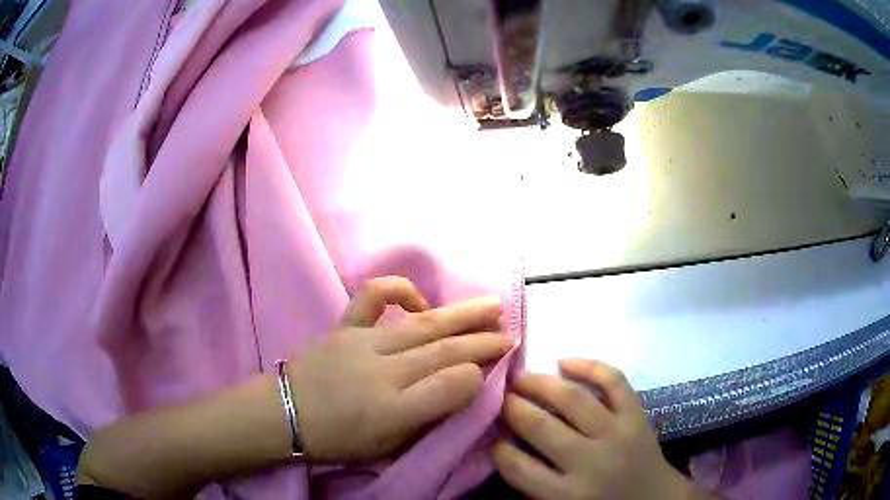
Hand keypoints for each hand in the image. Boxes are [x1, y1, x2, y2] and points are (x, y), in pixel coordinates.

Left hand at [289, 276, 514, 461]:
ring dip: (461, 314)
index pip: (452, 384)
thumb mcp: (387, 446)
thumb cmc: (338, 438)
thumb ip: (427, 418)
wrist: (284, 413)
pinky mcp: (345, 326)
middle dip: (483, 341)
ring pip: (423, 324)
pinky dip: (399, 290)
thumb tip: (461, 387)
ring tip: (491, 305)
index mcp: (395, 410)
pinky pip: (371, 297)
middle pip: (445, 350)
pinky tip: (420, 300)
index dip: (481, 373)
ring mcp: (363, 342)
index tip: (500, 366)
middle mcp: (384, 371)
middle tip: (512, 332)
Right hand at [493, 359, 696, 499]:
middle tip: (496, 394)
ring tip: (520, 375)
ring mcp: (617, 433)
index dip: (497, 446)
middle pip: (541, 427)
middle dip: (512, 407)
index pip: (518, 467)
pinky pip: (614, 382)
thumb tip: (503, 445)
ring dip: (541, 383)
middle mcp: (590, 461)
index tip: (489, 433)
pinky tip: (565, 361)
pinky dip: (590, 366)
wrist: (654, 499)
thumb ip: (533, 483)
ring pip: (573, 399)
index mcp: (566, 495)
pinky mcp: (637, 415)